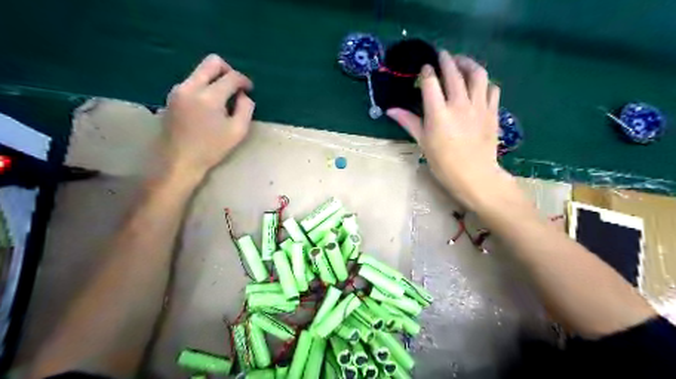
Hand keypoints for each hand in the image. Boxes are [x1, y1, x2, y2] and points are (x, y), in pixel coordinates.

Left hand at [160, 53, 256, 180]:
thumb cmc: (211, 149)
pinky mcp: (171, 96)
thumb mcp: (237, 132)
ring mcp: (178, 90)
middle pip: (212, 62)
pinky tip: (209, 106)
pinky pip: (192, 82)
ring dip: (215, 80)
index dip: (244, 80)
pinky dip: (204, 87)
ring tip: (223, 100)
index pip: (231, 77)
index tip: (249, 90)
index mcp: (209, 97)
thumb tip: (244, 95)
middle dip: (228, 70)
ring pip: (200, 71)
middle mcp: (191, 87)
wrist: (179, 160)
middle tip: (236, 86)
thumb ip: (245, 109)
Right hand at [386, 51, 512, 209]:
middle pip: (454, 72)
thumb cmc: (444, 163)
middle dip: (446, 59)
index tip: (424, 69)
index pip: (431, 82)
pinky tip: (479, 85)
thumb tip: (390, 110)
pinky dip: (485, 82)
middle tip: (442, 55)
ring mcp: (479, 106)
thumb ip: (408, 122)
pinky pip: (492, 88)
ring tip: (462, 62)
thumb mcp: (423, 142)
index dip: (426, 72)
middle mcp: (459, 104)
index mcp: (438, 112)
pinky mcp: (493, 111)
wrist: (475, 176)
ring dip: (468, 63)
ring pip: (477, 74)